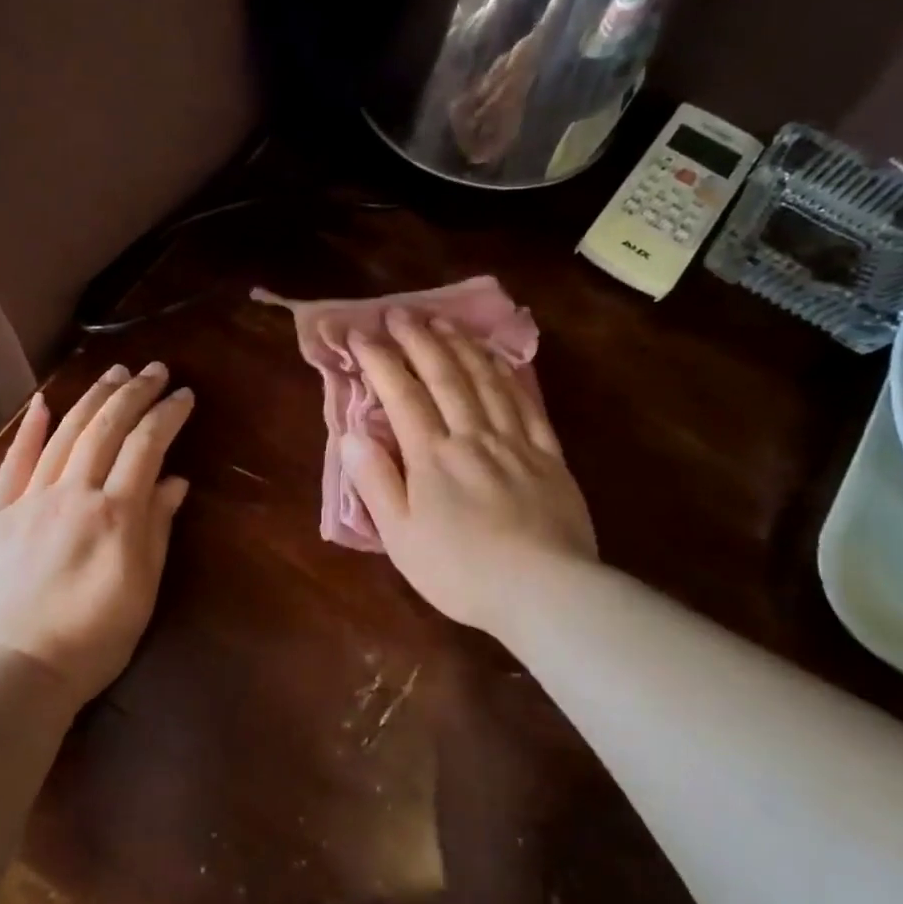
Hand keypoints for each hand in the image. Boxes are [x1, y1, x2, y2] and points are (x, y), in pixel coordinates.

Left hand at [0, 362, 192, 707]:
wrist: (8, 671)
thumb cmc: (89, 641)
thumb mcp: (140, 591)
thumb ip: (157, 530)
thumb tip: (174, 481)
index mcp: (115, 513)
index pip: (146, 446)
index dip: (167, 415)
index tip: (184, 395)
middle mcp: (73, 493)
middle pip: (106, 428)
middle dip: (134, 393)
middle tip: (155, 369)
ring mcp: (30, 500)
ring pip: (65, 435)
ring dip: (92, 398)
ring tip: (114, 372)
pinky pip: (14, 463)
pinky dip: (30, 430)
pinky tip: (44, 403)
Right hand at [343, 311, 596, 637]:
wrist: (544, 591)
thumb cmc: (461, 571)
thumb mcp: (401, 536)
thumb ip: (376, 482)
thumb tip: (353, 435)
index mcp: (432, 456)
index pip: (401, 394)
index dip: (379, 360)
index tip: (360, 334)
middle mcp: (472, 435)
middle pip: (444, 375)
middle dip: (418, 339)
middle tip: (400, 312)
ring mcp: (515, 441)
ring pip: (485, 379)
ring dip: (460, 346)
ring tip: (442, 322)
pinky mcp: (549, 454)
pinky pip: (526, 402)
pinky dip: (508, 373)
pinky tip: (498, 358)